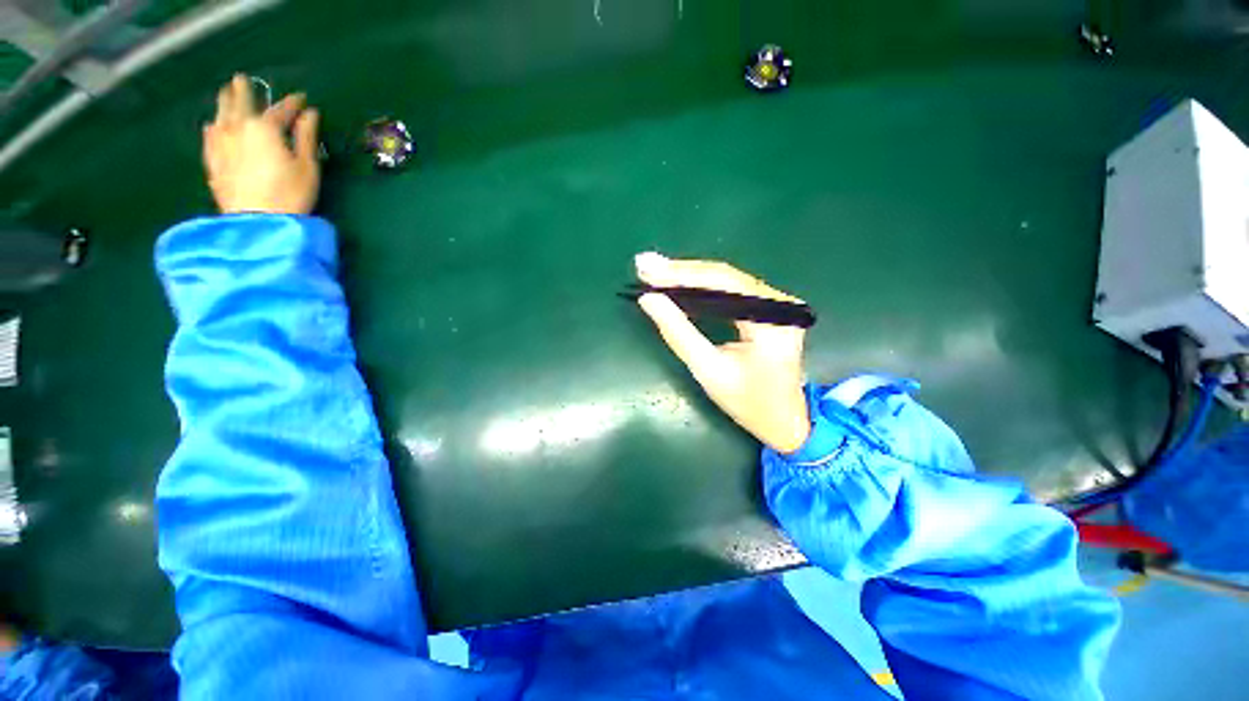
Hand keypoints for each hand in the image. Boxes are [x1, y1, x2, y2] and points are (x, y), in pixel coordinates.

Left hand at [203, 74, 320, 214]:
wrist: (257, 221)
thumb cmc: (291, 194)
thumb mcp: (308, 166)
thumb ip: (307, 137)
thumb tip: (310, 115)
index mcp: (264, 128)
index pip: (280, 110)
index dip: (292, 103)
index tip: (301, 98)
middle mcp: (238, 128)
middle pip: (239, 103)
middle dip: (243, 90)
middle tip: (242, 80)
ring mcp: (220, 143)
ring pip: (220, 115)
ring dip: (224, 103)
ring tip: (225, 95)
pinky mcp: (212, 160)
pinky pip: (210, 136)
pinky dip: (213, 126)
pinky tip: (213, 125)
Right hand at [634, 252, 810, 452]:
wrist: (785, 421)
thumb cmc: (748, 403)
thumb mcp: (708, 371)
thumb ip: (678, 333)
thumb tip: (649, 300)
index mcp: (772, 320)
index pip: (724, 282)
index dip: (682, 274)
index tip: (647, 270)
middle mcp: (780, 303)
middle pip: (725, 276)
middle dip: (681, 273)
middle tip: (644, 267)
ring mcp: (777, 303)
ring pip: (726, 280)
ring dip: (688, 278)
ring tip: (655, 273)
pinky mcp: (768, 308)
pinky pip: (730, 290)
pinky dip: (702, 288)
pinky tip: (678, 284)